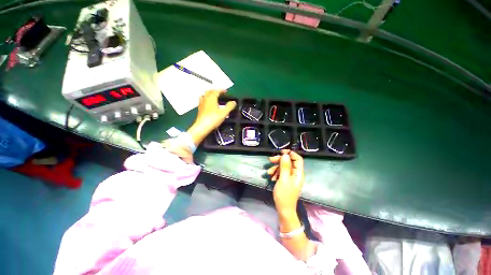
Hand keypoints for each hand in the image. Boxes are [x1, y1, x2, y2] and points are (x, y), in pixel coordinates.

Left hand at [187, 90, 236, 145]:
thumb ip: (229, 106)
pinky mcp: (199, 109)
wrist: (202, 127)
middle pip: (209, 91)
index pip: (216, 91)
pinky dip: (206, 100)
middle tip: (220, 93)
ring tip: (214, 97)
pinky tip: (209, 105)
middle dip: (215, 91)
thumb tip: (234, 102)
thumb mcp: (224, 113)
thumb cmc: (213, 119)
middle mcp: (205, 99)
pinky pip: (203, 101)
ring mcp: (201, 104)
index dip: (221, 90)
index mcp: (211, 98)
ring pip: (205, 95)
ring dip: (209, 94)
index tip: (226, 91)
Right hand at [267, 149, 304, 213]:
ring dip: (276, 168)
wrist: (284, 209)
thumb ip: (285, 166)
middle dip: (279, 160)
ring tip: (269, 172)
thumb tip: (285, 155)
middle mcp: (296, 174)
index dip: (290, 154)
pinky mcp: (286, 180)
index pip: (298, 159)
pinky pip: (282, 173)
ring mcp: (291, 177)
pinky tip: (271, 177)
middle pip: (289, 162)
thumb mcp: (283, 179)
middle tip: (270, 159)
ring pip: (284, 167)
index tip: (281, 152)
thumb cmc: (284, 194)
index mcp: (298, 173)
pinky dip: (276, 173)